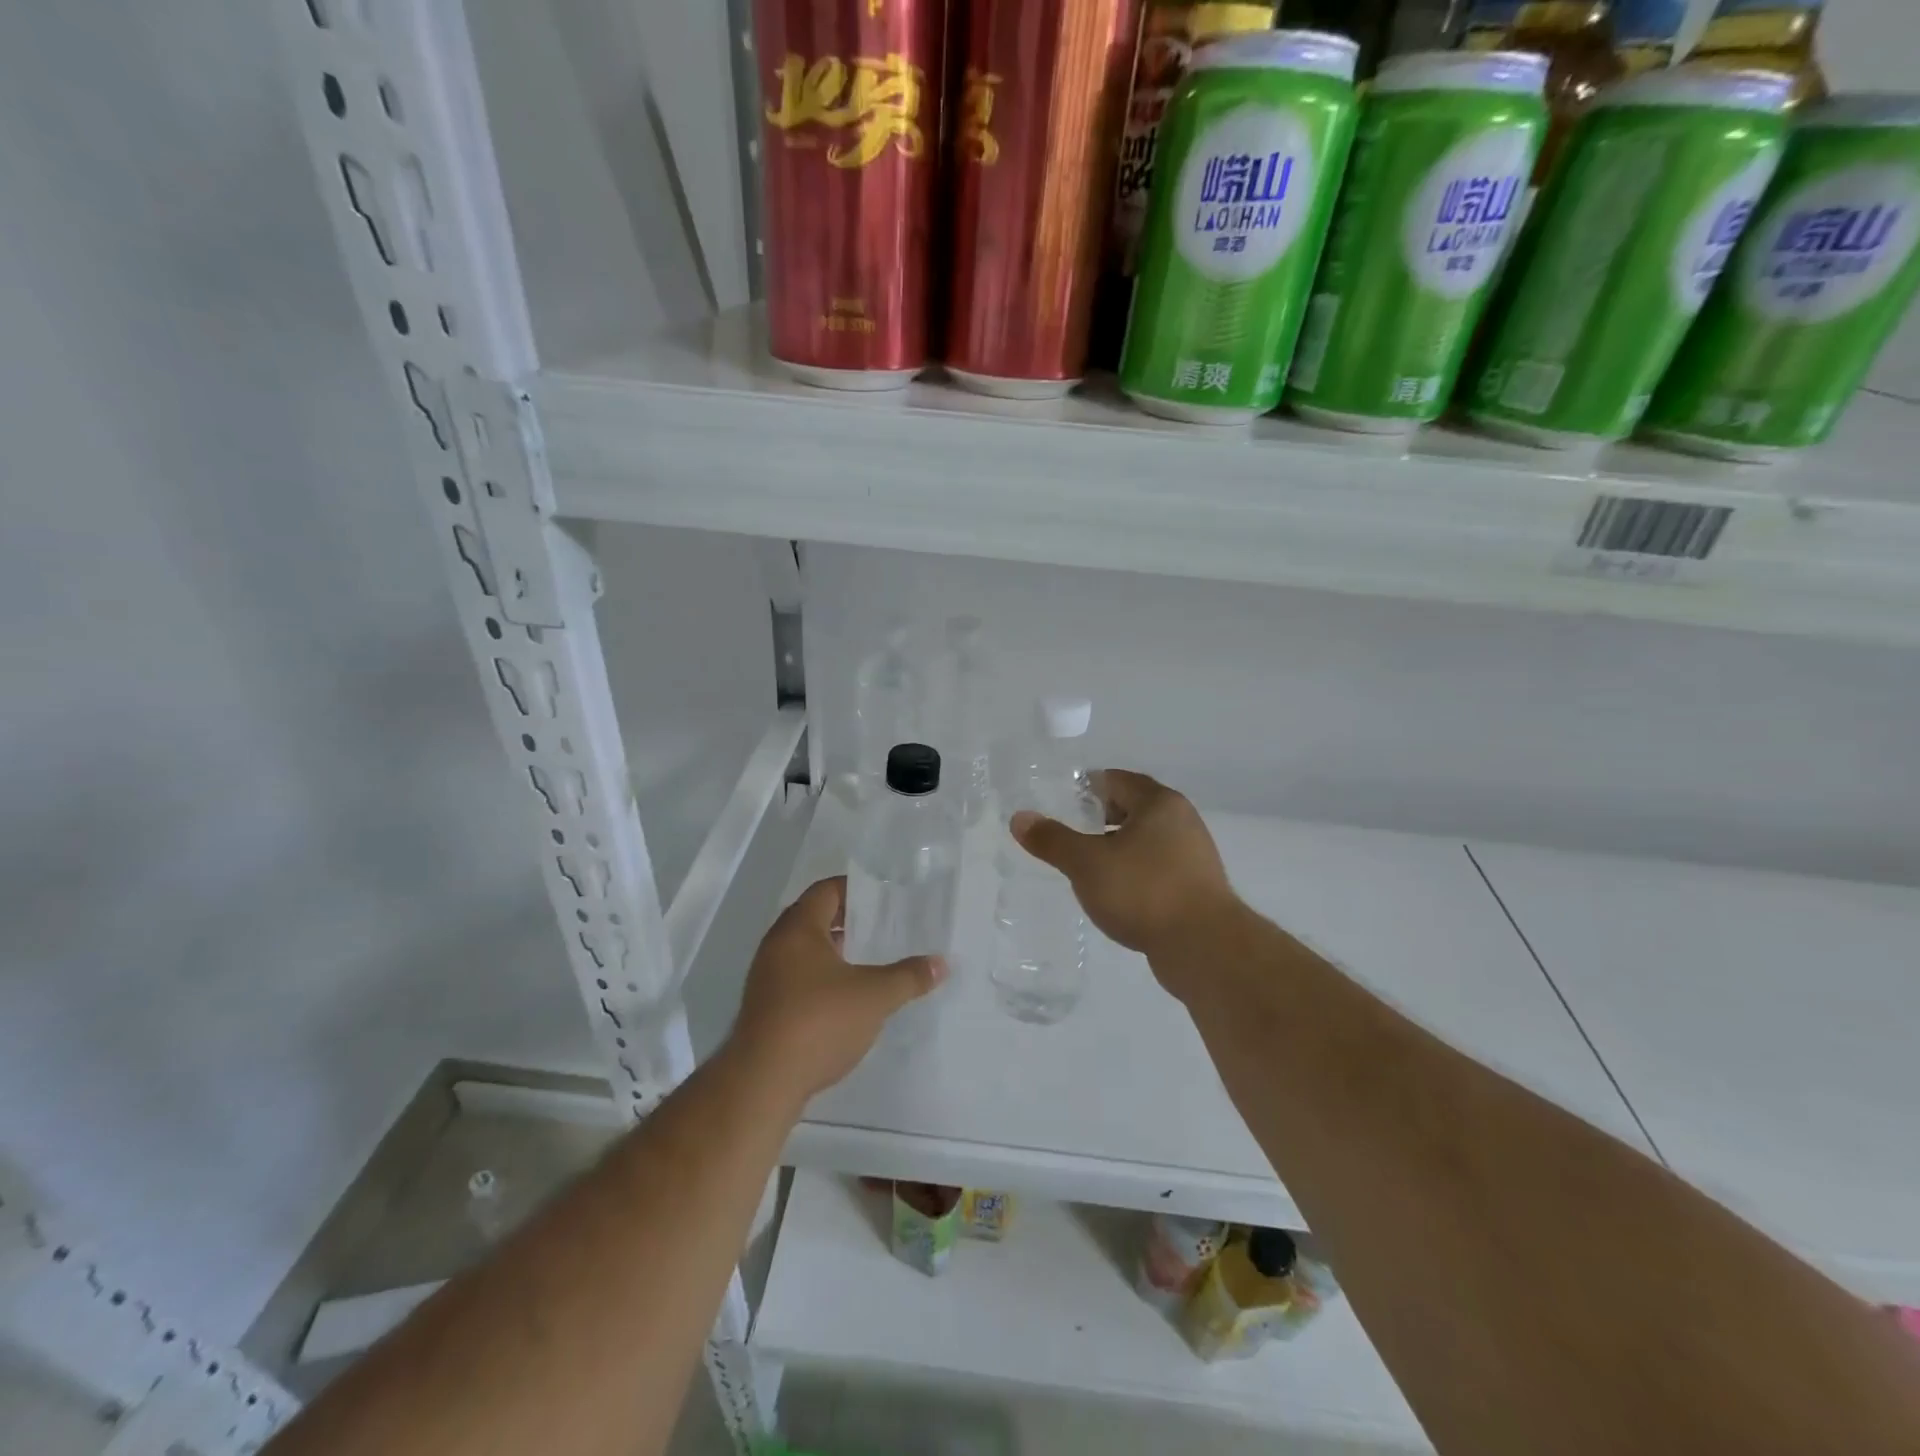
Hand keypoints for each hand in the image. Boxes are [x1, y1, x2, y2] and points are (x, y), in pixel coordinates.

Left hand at [729, 876, 943, 1102]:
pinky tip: (844, 996)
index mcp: (798, 929)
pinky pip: (795, 977)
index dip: (854, 889)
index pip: (825, 891)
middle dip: (845, 920)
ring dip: (832, 950)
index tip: (882, 896)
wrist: (763, 1081)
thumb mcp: (874, 996)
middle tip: (879, 925)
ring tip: (866, 959)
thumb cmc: (819, 1021)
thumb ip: (908, 977)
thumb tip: (942, 964)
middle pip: (812, 918)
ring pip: (802, 950)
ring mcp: (765, 977)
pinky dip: (820, 976)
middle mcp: (776, 945)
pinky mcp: (764, 1007)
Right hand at [1011, 769, 1239, 990]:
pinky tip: (1115, 893)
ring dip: (1117, 847)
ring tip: (1087, 865)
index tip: (1061, 803)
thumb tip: (1019, 818)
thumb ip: (1052, 839)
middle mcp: (1182, 821)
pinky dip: (1134, 872)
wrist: (1204, 947)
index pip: (1117, 780)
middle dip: (1101, 818)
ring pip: (1146, 840)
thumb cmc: (1143, 891)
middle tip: (1070, 832)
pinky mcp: (1197, 888)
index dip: (1087, 788)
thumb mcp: (1086, 863)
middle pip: (1134, 808)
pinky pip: (1157, 868)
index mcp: (1159, 803)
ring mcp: (1194, 856)